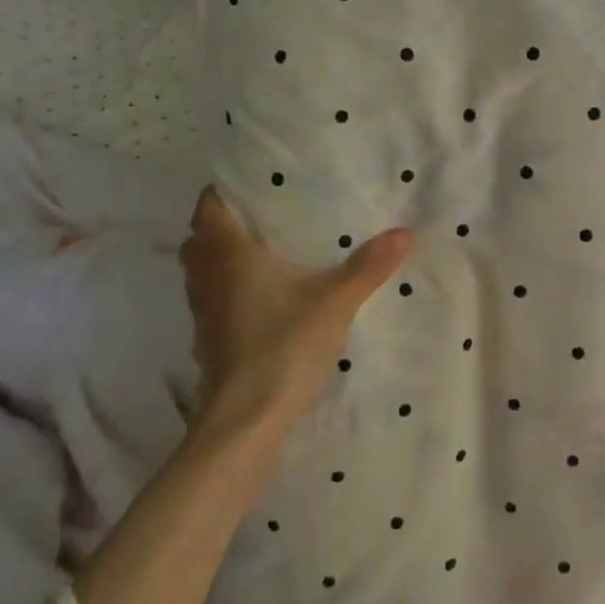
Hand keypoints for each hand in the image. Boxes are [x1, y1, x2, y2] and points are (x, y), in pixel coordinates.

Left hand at [180, 187, 411, 438]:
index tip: (252, 184)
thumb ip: (369, 265)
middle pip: (199, 239)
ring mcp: (204, 313)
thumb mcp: (336, 300)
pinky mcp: (208, 342)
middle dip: (221, 225)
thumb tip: (406, 232)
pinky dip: (227, 291)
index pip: (208, 207)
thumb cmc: (284, 345)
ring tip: (262, 254)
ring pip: (201, 272)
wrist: (246, 419)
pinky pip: (211, 301)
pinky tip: (260, 300)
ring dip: (220, 260)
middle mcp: (208, 278)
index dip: (223, 191)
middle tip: (261, 218)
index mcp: (230, 255)